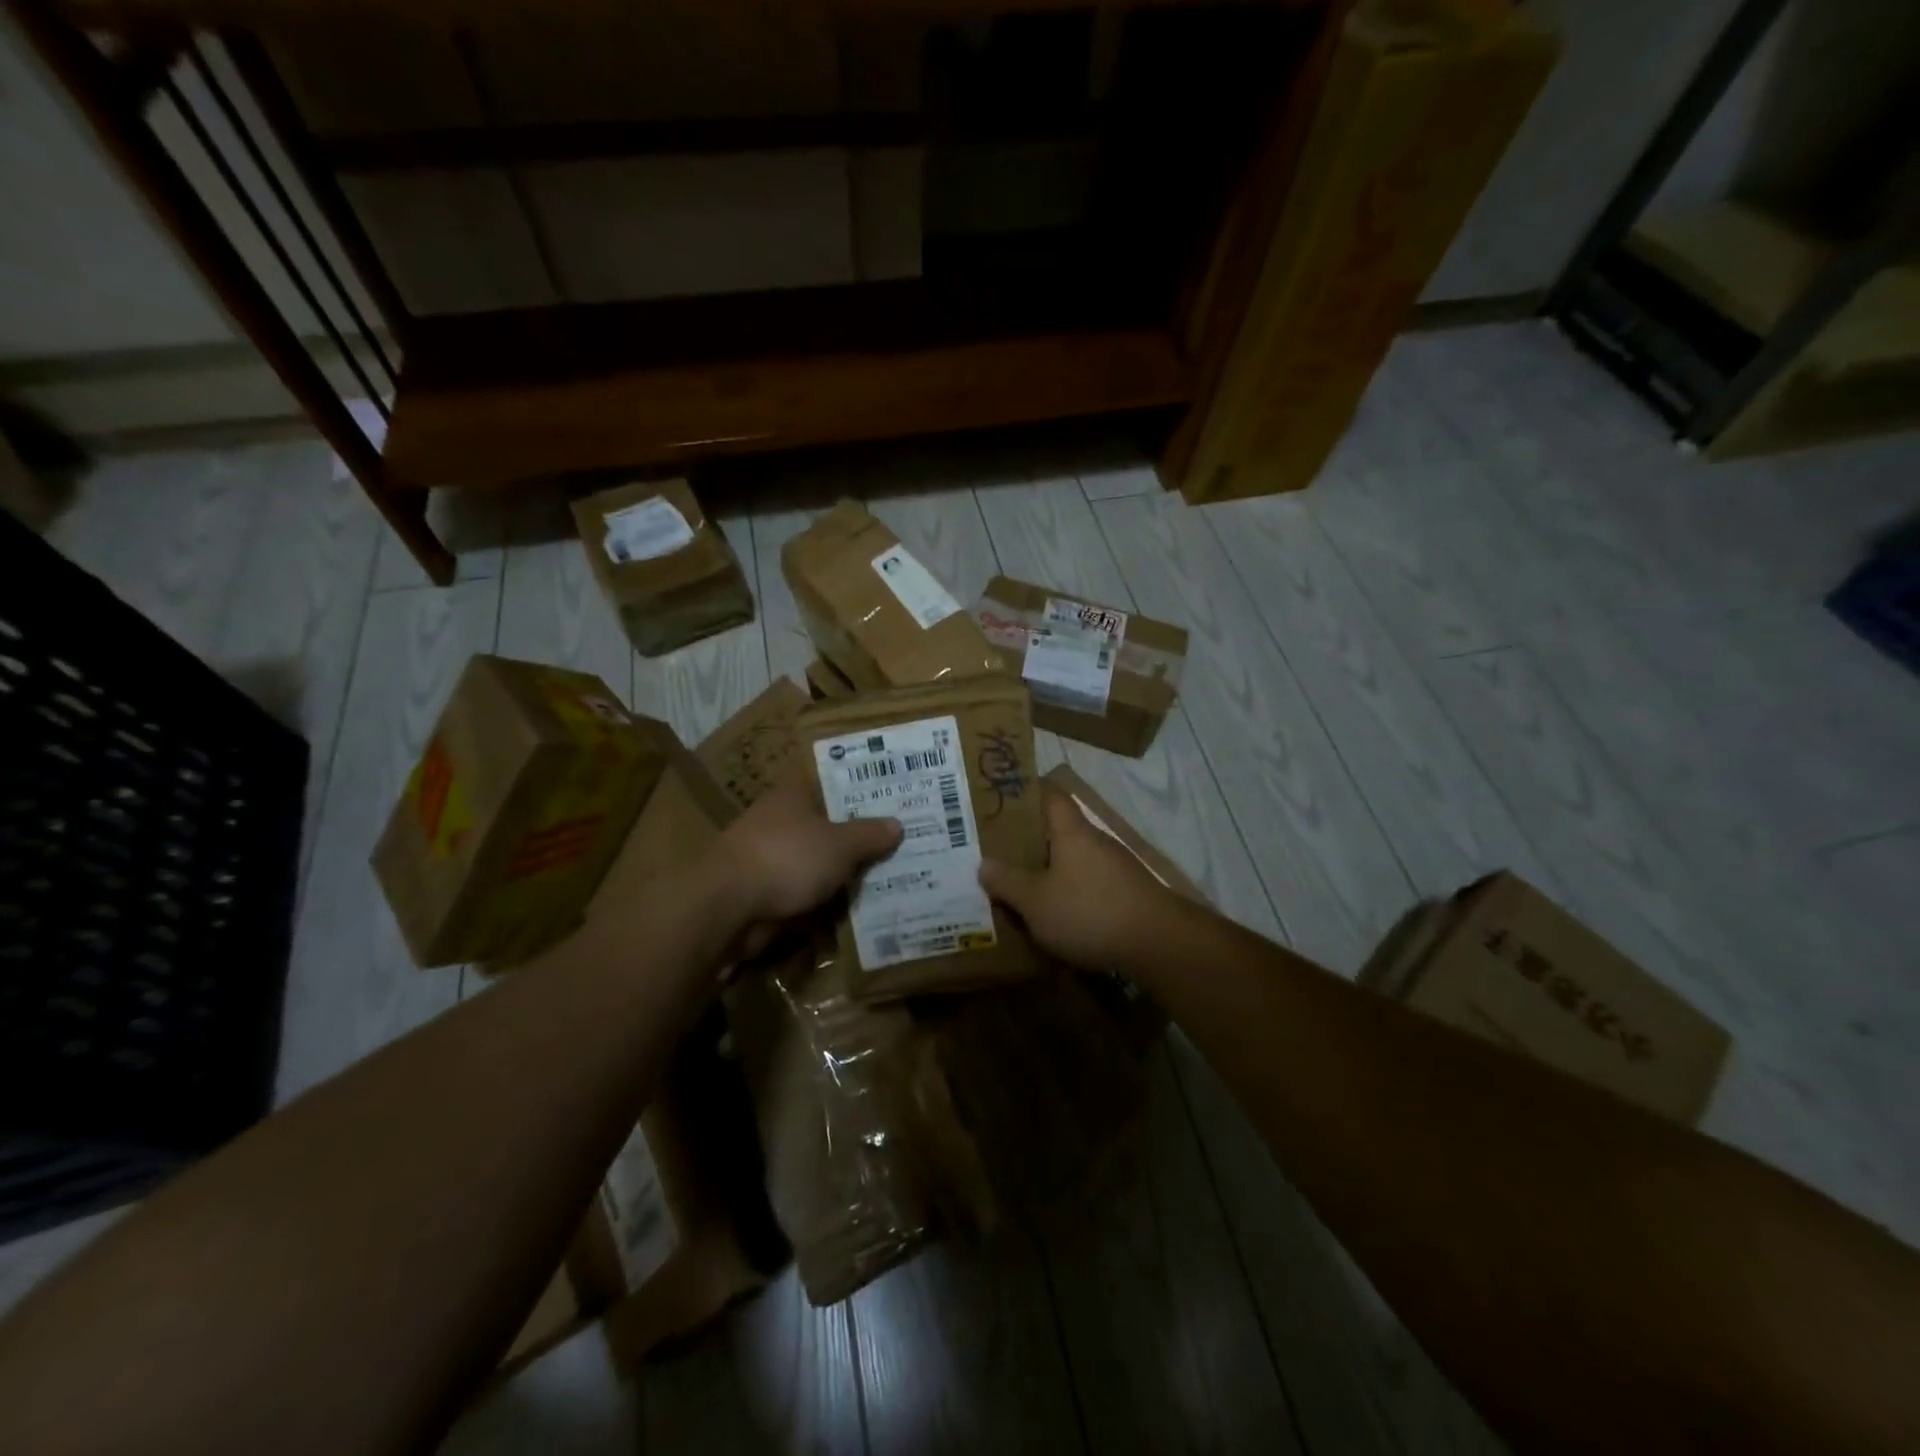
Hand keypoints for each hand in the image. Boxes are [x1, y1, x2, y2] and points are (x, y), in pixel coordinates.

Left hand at [714, 777, 901, 957]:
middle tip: (897, 846)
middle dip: (856, 839)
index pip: (830, 783)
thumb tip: (897, 825)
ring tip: (884, 882)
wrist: (727, 909)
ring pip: (815, 863)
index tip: (890, 801)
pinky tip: (853, 910)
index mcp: (792, 795)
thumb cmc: (787, 858)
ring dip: (840, 875)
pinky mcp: (763, 893)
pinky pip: (804, 894)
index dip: (859, 790)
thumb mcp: (840, 844)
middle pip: (826, 825)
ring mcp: (768, 858)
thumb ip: (869, 834)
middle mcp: (778, 821)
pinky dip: (823, 902)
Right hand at [979, 785, 1180, 974]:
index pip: (1049, 793)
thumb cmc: (1090, 912)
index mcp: (1071, 830)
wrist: (1160, 944)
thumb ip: (1008, 882)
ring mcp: (1115, 867)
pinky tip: (1055, 914)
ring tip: (1019, 886)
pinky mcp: (1127, 894)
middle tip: (996, 850)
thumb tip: (985, 864)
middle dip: (1029, 838)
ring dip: (1049, 869)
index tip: (999, 797)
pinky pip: (1088, 884)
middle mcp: (1095, 840)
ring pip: (1073, 859)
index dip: (1025, 790)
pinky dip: (1069, 892)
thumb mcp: (1036, 902)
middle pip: (1059, 829)